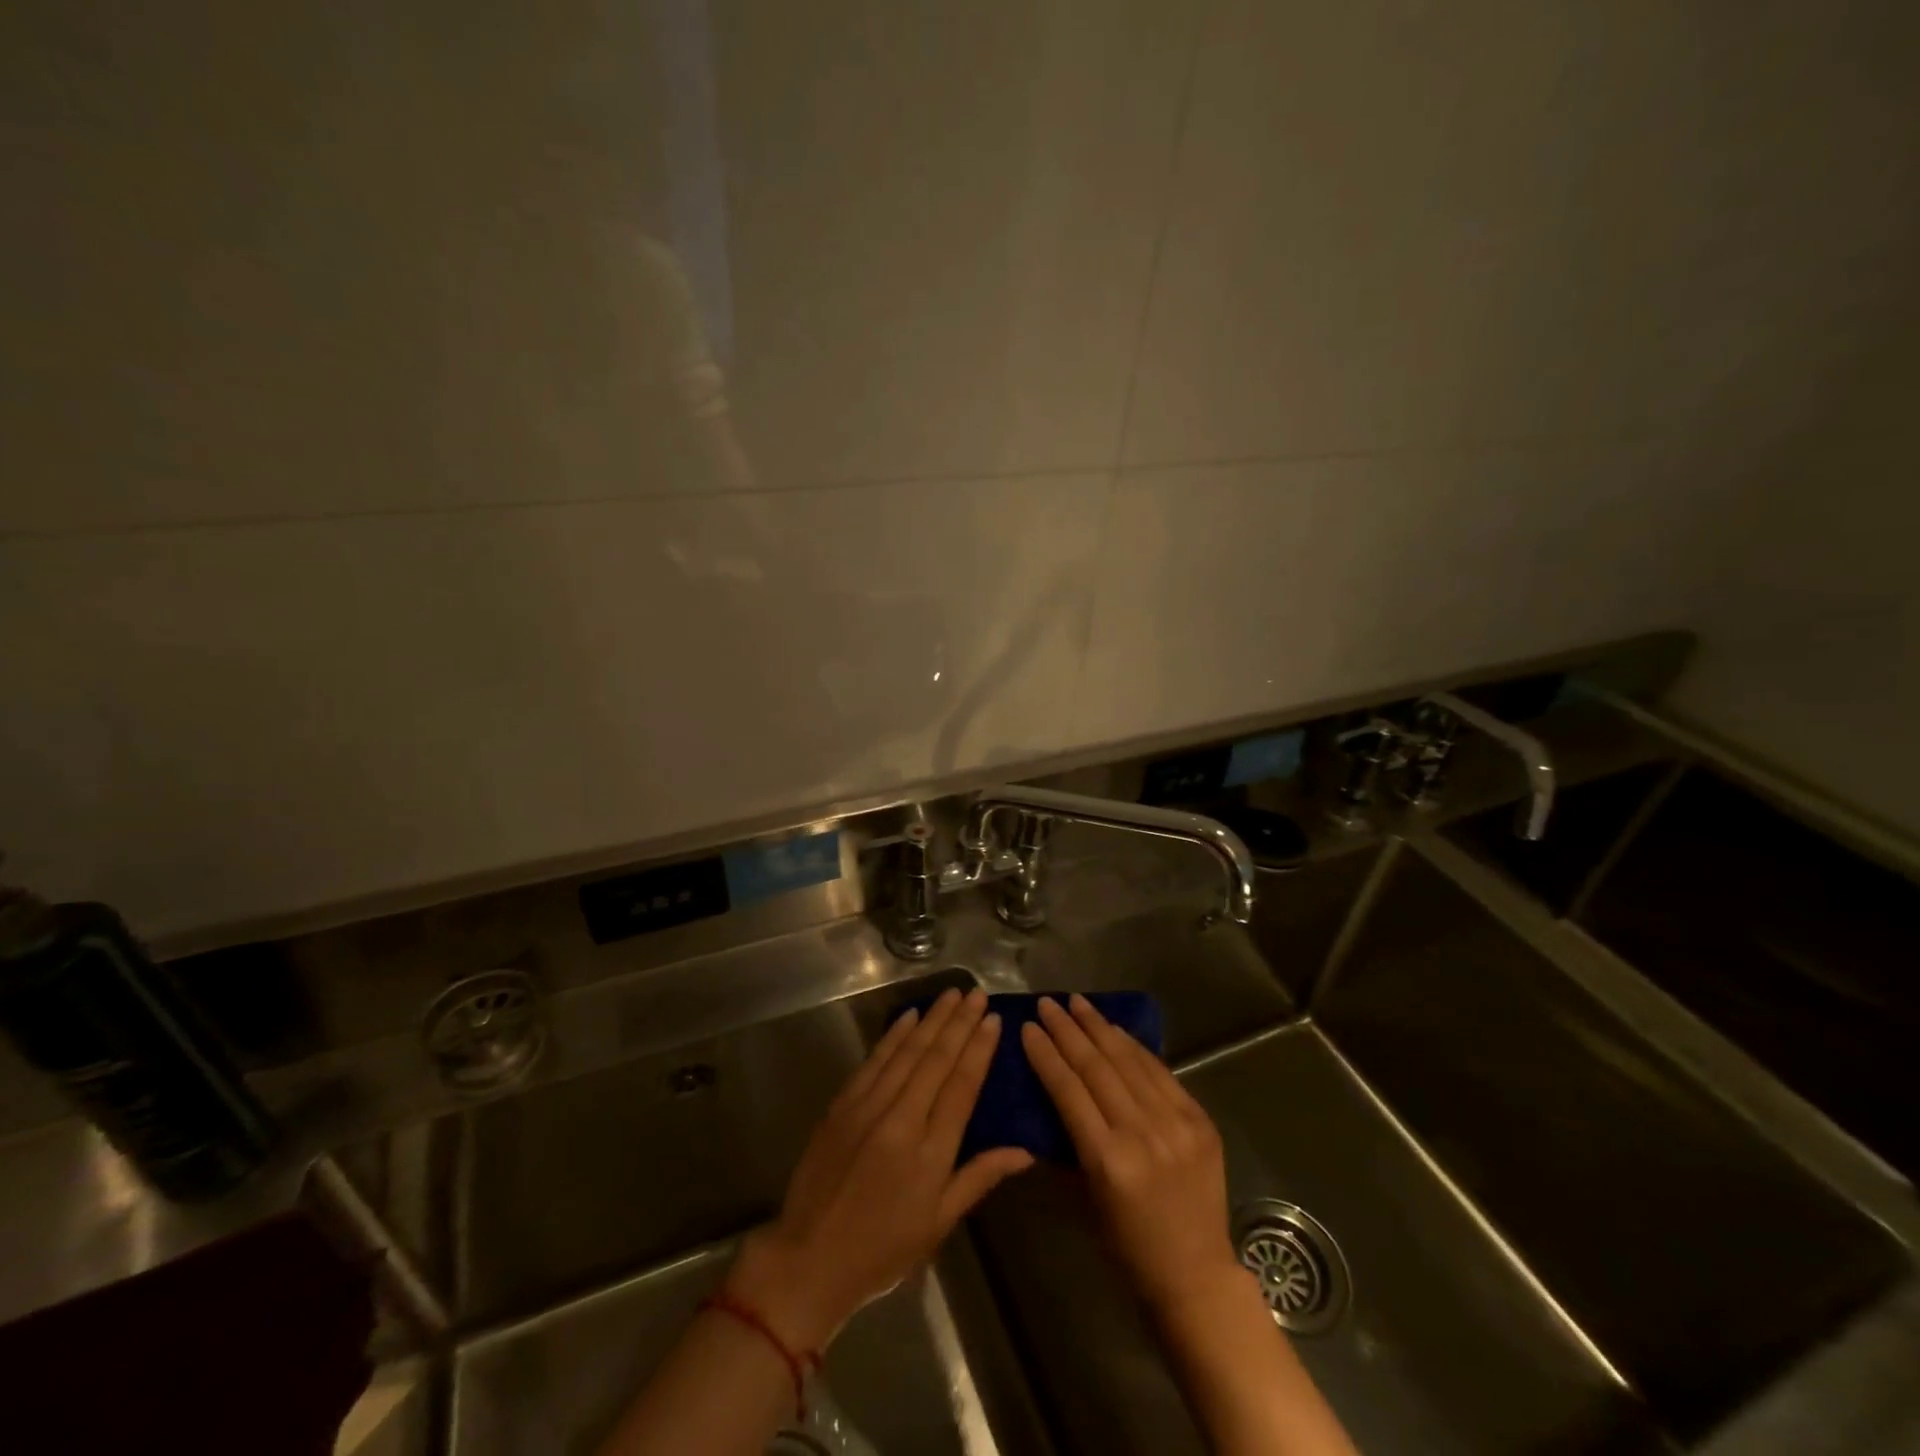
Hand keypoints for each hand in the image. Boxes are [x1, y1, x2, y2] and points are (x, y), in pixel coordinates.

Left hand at [728, 987, 1033, 1350]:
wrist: (810, 1259)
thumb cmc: (883, 1249)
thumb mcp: (938, 1223)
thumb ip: (979, 1177)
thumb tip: (1025, 1152)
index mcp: (930, 1153)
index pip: (962, 1087)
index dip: (979, 1049)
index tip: (994, 1019)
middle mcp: (901, 1120)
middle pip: (937, 1060)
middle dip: (960, 1023)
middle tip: (977, 994)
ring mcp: (868, 1108)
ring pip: (907, 1052)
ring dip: (932, 1020)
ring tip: (952, 994)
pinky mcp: (842, 1105)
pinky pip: (874, 1061)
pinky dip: (893, 1036)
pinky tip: (910, 1016)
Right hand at [1021, 994, 1243, 1313]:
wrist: (1197, 1275)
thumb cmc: (1128, 1247)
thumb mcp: (1085, 1199)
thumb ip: (1068, 1146)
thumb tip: (1046, 1100)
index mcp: (1108, 1161)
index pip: (1069, 1090)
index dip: (1046, 1055)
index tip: (1028, 1028)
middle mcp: (1142, 1134)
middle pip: (1097, 1067)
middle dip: (1068, 1030)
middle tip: (1048, 1003)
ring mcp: (1176, 1124)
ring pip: (1129, 1060)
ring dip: (1099, 1027)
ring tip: (1077, 1002)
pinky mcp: (1199, 1120)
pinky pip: (1161, 1072)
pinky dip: (1134, 1046)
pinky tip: (1115, 1028)